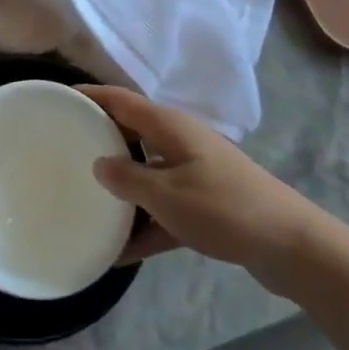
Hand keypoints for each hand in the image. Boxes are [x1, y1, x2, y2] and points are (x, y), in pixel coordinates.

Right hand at [82, 85, 315, 289]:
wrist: (290, 245)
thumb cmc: (224, 207)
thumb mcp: (167, 194)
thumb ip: (128, 178)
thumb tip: (99, 163)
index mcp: (169, 127)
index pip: (120, 100)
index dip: (90, 96)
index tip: (58, 98)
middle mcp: (179, 142)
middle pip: (131, 134)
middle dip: (100, 141)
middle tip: (63, 152)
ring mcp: (193, 173)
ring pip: (146, 174)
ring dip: (121, 189)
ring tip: (84, 201)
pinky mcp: (204, 205)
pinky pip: (163, 209)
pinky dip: (144, 225)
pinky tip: (119, 253)